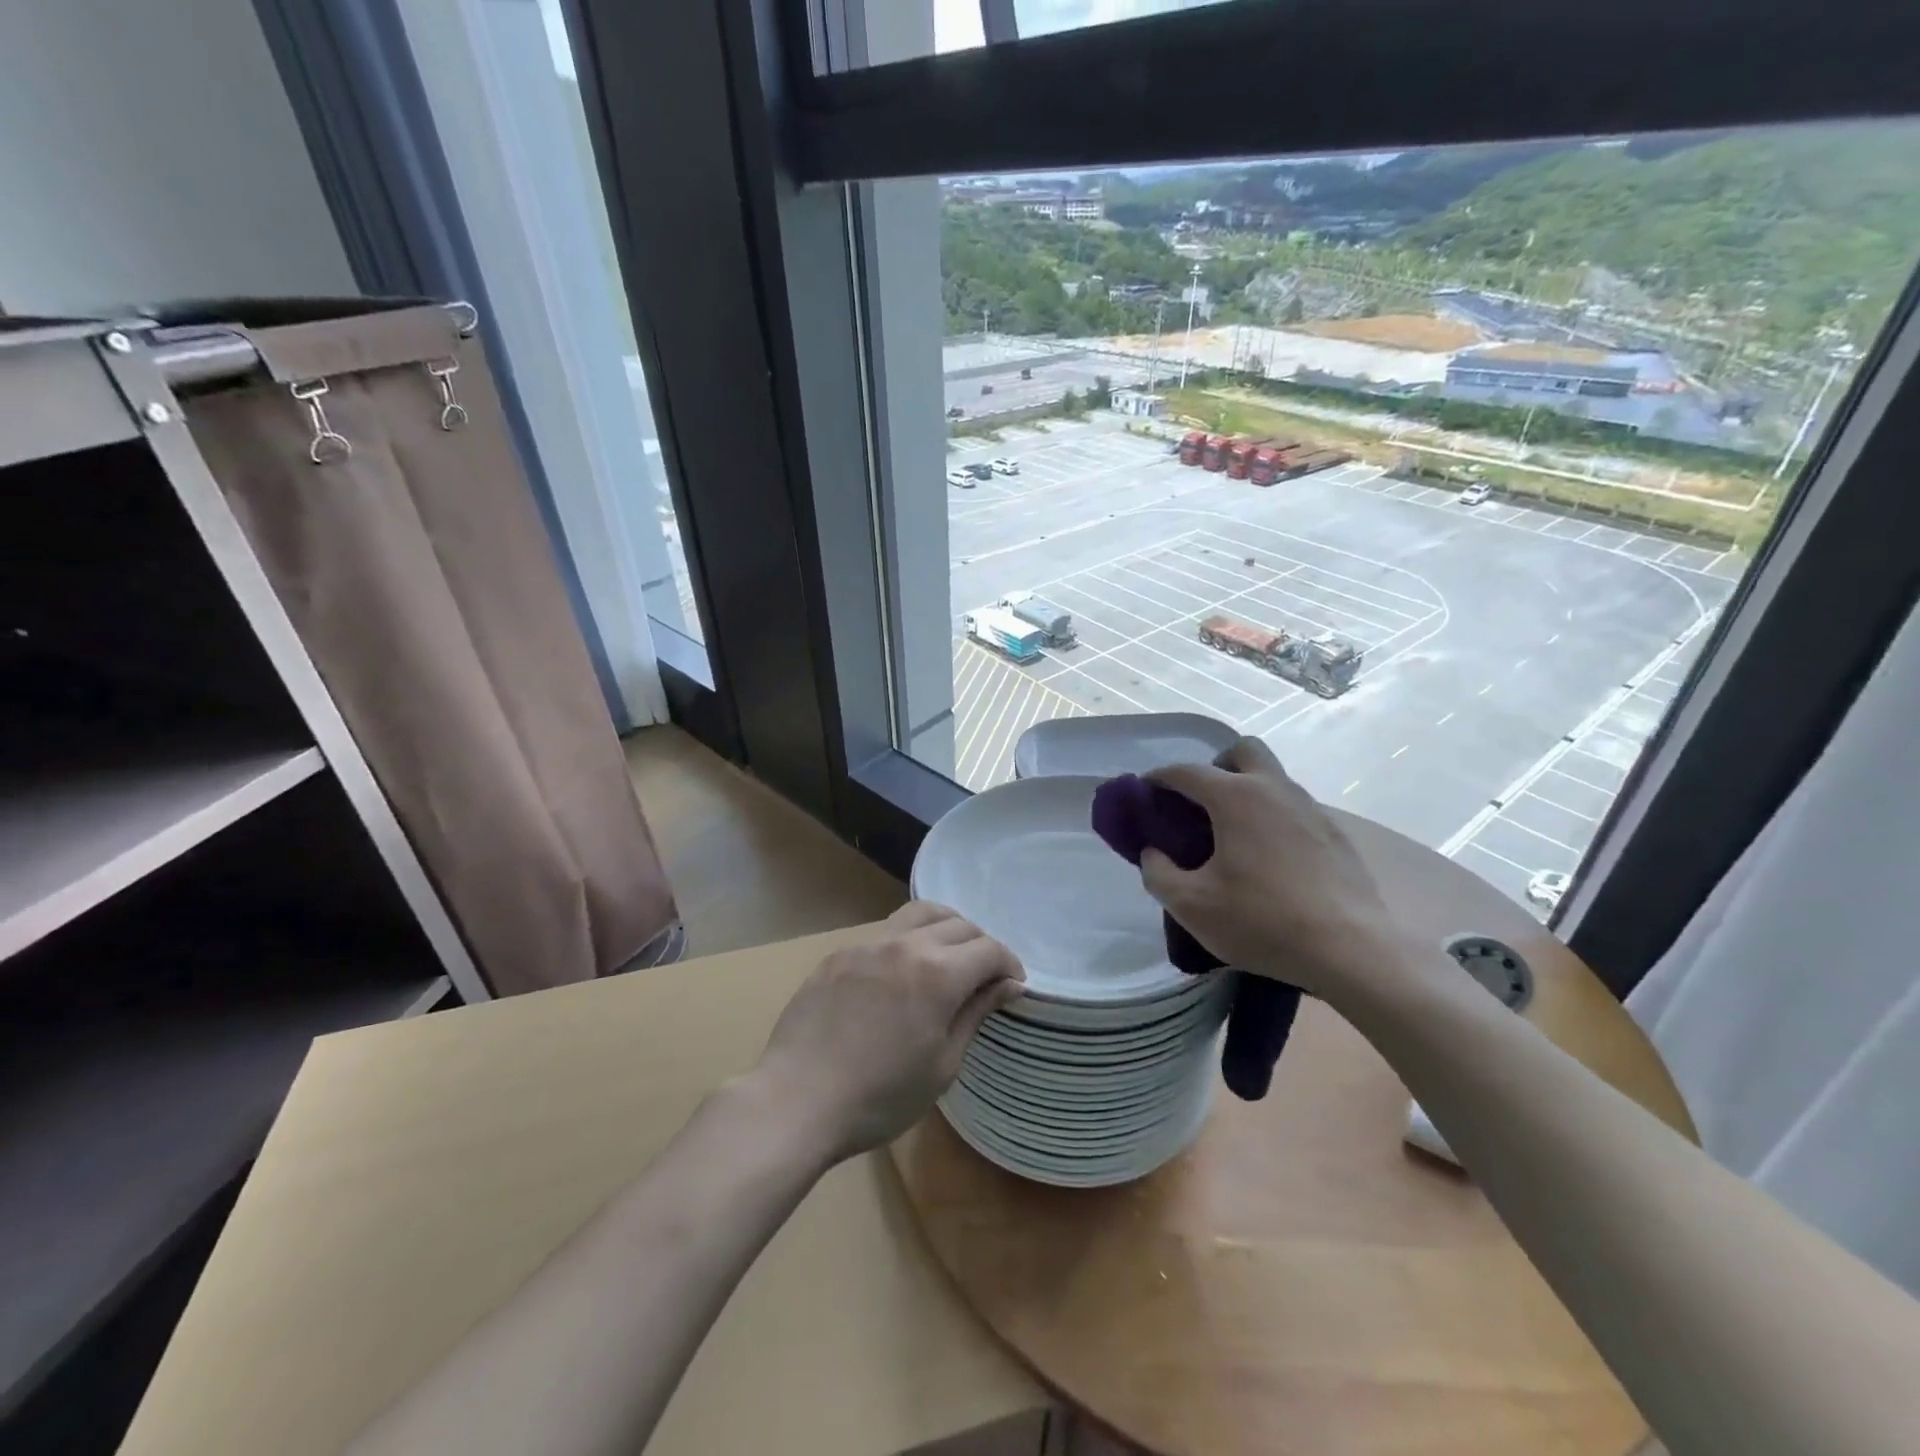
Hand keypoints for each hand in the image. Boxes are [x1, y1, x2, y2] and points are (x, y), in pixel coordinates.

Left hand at [751, 902, 1024, 1166]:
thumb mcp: (942, 1064)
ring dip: (945, 929)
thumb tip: (1009, 985)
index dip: (1009, 964)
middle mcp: (906, 944)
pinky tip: (901, 971)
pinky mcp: (840, 953)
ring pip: (920, 913)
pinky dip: (908, 940)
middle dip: (980, 946)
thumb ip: (976, 1013)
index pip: (989, 949)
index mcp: (938, 973)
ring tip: (947, 958)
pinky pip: (885, 932)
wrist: (797, 1100)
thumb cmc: (880, 1097)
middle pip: (959, 925)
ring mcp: (868, 944)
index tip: (1013, 986)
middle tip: (983, 976)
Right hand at [1138, 738, 1406, 1007]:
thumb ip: (1158, 873)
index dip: (1159, 779)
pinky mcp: (1335, 835)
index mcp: (1236, 797)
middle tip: (1200, 803)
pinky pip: (1294, 809)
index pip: (1187, 771)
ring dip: (1247, 792)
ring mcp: (1311, 809)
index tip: (1144, 794)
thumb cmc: (1262, 921)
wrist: (1351, 951)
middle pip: (1243, 751)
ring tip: (1231, 837)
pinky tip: (1268, 860)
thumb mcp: (1191, 905)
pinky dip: (1273, 819)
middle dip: (1216, 766)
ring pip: (1273, 779)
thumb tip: (1153, 853)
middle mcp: (1275, 790)